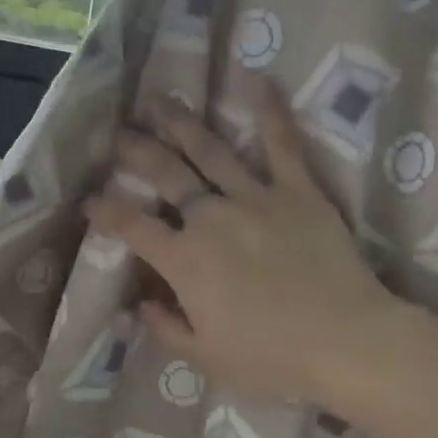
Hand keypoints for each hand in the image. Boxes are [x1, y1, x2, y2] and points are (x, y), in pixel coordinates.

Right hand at [84, 74, 395, 405]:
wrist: (349, 344)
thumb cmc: (275, 360)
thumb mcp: (207, 359)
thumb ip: (166, 328)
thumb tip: (137, 305)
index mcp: (185, 261)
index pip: (132, 227)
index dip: (104, 211)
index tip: (88, 199)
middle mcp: (211, 219)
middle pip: (166, 175)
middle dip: (136, 151)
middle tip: (118, 133)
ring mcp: (255, 198)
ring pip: (209, 150)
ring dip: (181, 122)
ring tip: (159, 100)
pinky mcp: (298, 191)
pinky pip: (281, 144)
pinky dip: (268, 110)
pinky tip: (255, 77)